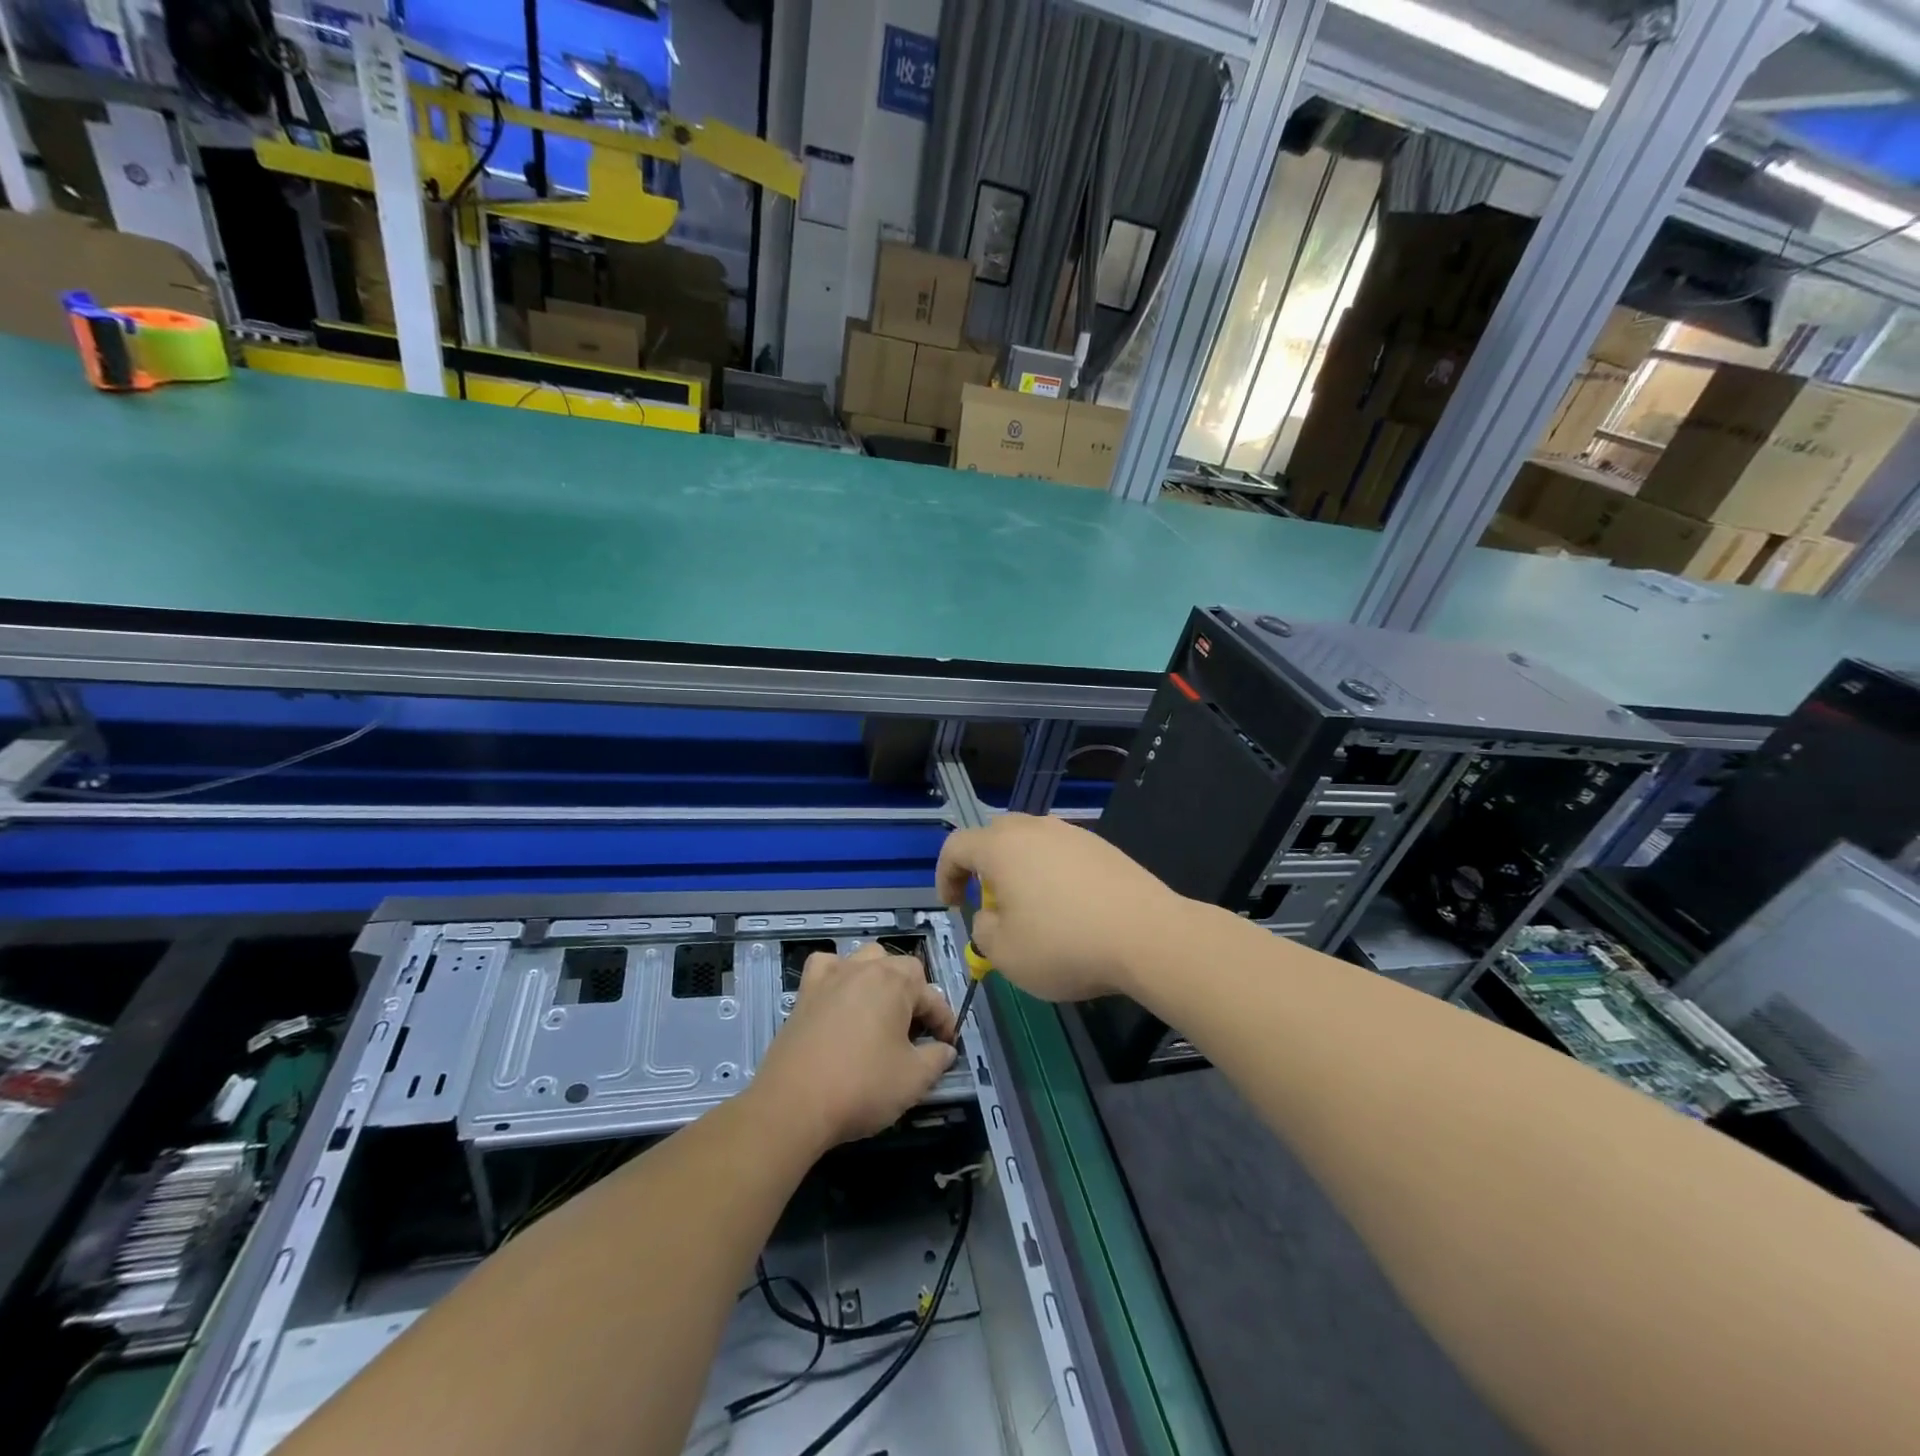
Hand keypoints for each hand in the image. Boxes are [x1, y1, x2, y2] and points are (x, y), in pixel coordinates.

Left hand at [751, 944, 956, 1151]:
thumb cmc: (861, 1087)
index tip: (948, 1045)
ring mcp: (832, 977)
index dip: (945, 1021)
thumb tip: (945, 1050)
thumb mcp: (913, 1080)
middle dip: (915, 995)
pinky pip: (826, 966)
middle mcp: (864, 969)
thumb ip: (937, 1059)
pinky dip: (837, 974)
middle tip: (916, 1032)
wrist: (794, 1105)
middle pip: (900, 968)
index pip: (932, 995)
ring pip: (865, 959)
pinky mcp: (805, 992)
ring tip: (882, 1010)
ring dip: (880, 978)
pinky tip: (840, 996)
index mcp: (896, 983)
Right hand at [935, 814, 1191, 1002]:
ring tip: (1032, 911)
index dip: (945, 875)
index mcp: (1001, 847)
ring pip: (1032, 844)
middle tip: (991, 905)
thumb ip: (982, 930)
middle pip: (995, 837)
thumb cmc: (1064, 944)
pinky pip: (1063, 855)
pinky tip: (1070, 910)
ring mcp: (1073, 834)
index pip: (956, 846)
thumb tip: (990, 916)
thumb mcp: (1004, 953)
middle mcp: (1035, 829)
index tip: (953, 906)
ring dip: (1020, 871)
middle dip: (984, 868)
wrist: (1147, 936)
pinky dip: (1053, 876)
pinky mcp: (1103, 848)